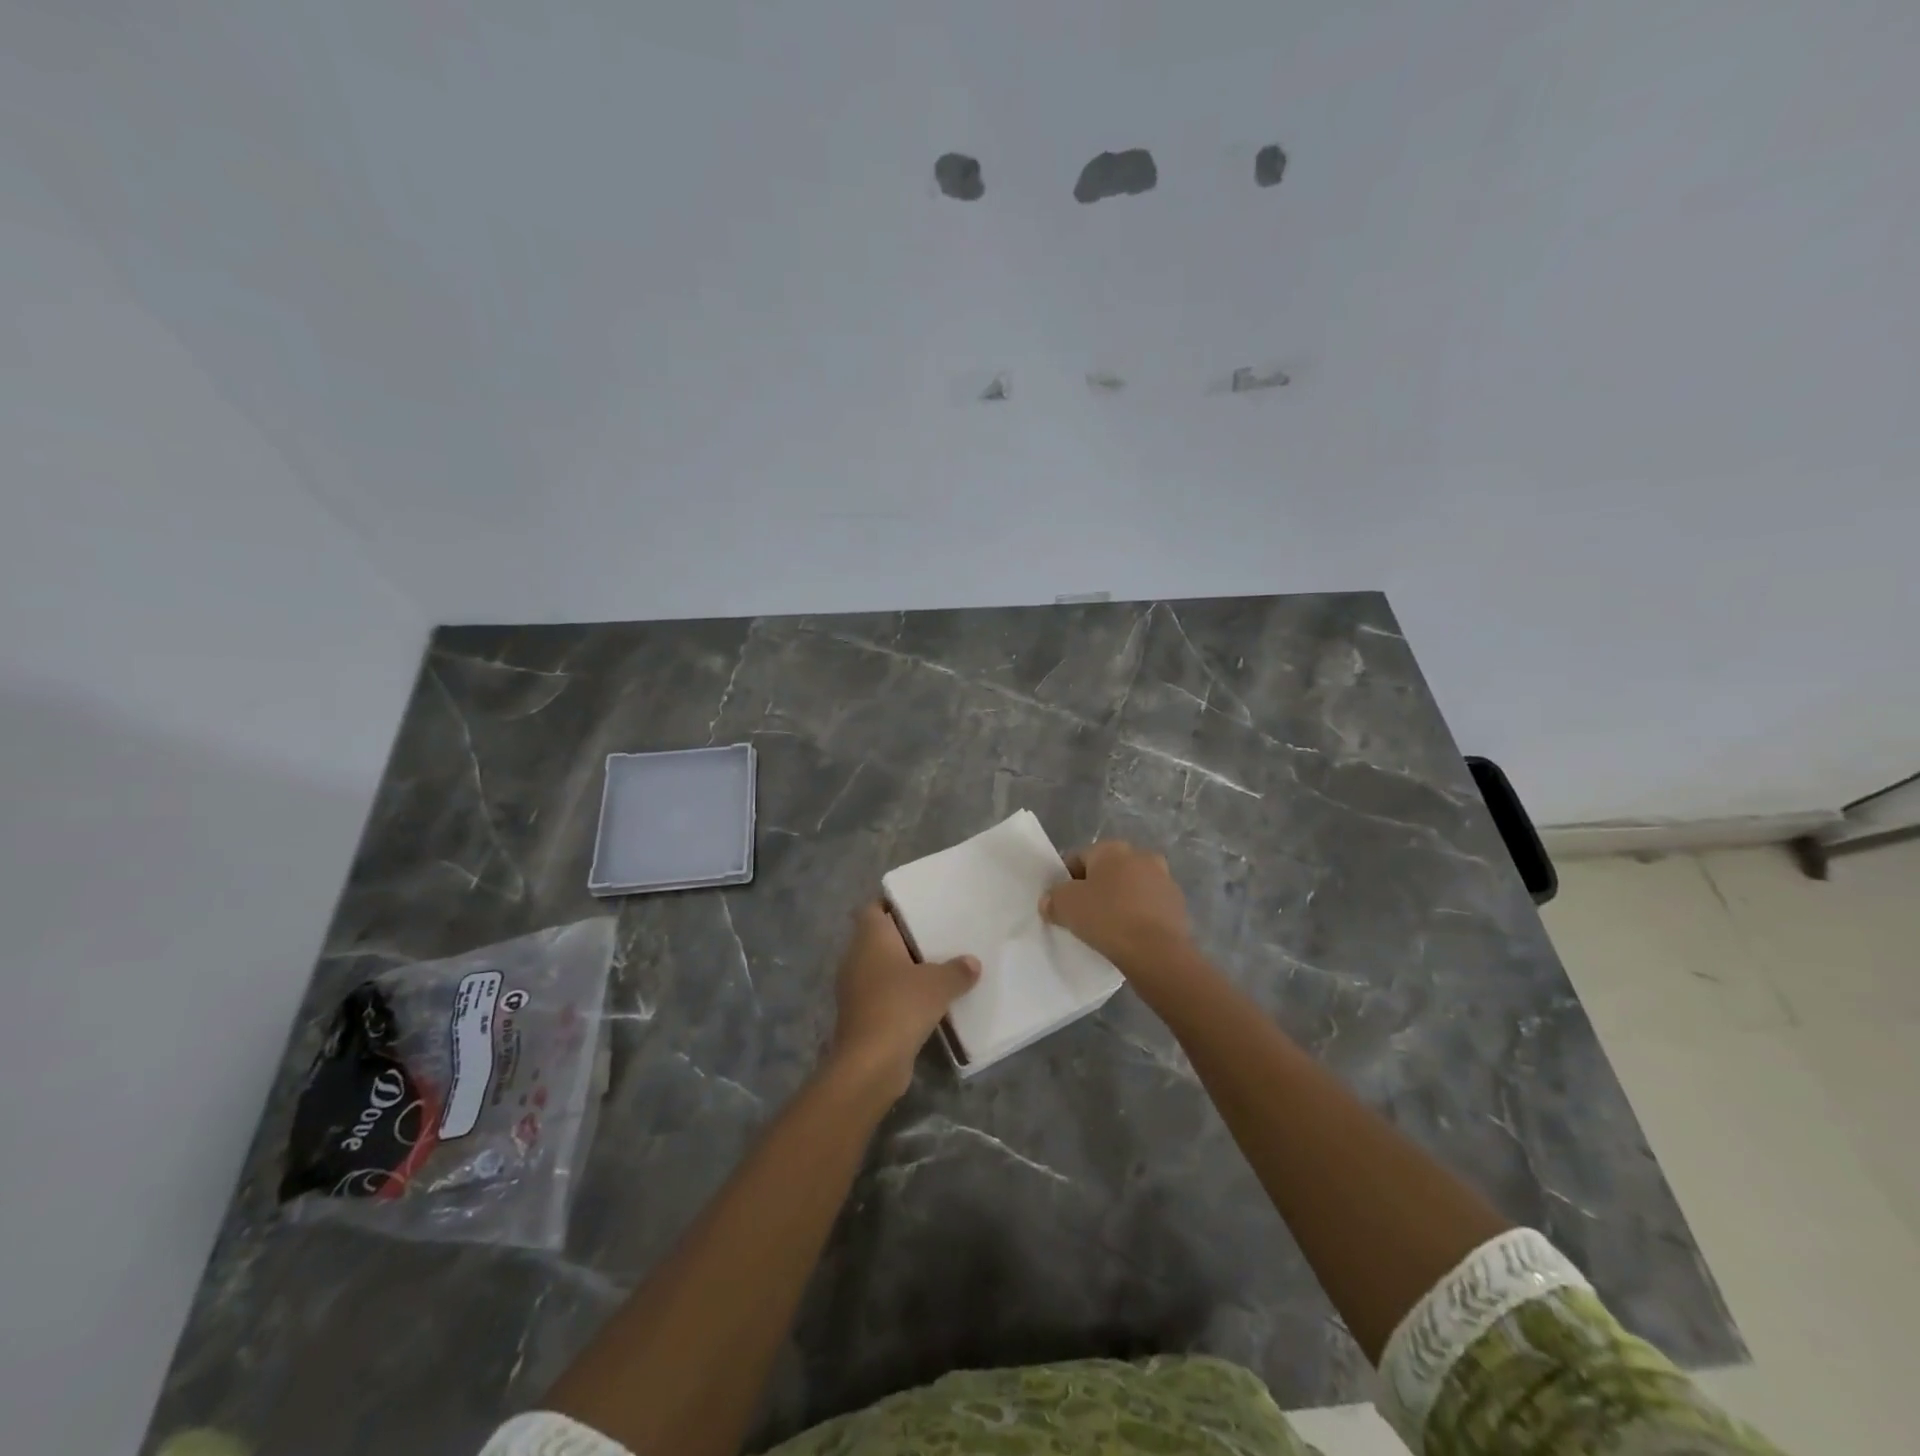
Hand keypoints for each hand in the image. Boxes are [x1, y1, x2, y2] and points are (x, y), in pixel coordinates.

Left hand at [829, 903, 979, 1099]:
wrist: (870, 1063)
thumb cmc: (900, 1006)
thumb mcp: (939, 984)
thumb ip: (957, 970)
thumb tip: (972, 963)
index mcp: (870, 938)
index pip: (874, 908)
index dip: (893, 904)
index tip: (920, 905)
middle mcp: (856, 957)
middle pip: (879, 938)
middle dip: (905, 937)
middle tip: (938, 934)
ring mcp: (855, 987)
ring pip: (881, 967)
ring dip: (905, 968)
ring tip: (938, 965)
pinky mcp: (860, 1014)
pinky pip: (883, 993)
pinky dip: (901, 993)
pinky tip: (928, 1000)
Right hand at [1040, 840, 1192, 976]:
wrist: (1157, 952)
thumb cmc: (1107, 918)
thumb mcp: (1065, 906)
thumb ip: (1052, 898)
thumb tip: (1050, 901)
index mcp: (1112, 848)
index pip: (1079, 858)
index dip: (1065, 880)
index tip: (1060, 903)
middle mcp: (1141, 855)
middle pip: (1108, 871)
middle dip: (1096, 888)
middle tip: (1083, 915)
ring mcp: (1164, 880)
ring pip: (1131, 888)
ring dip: (1119, 901)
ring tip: (1107, 929)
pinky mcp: (1178, 905)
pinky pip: (1148, 907)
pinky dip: (1138, 917)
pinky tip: (1128, 937)